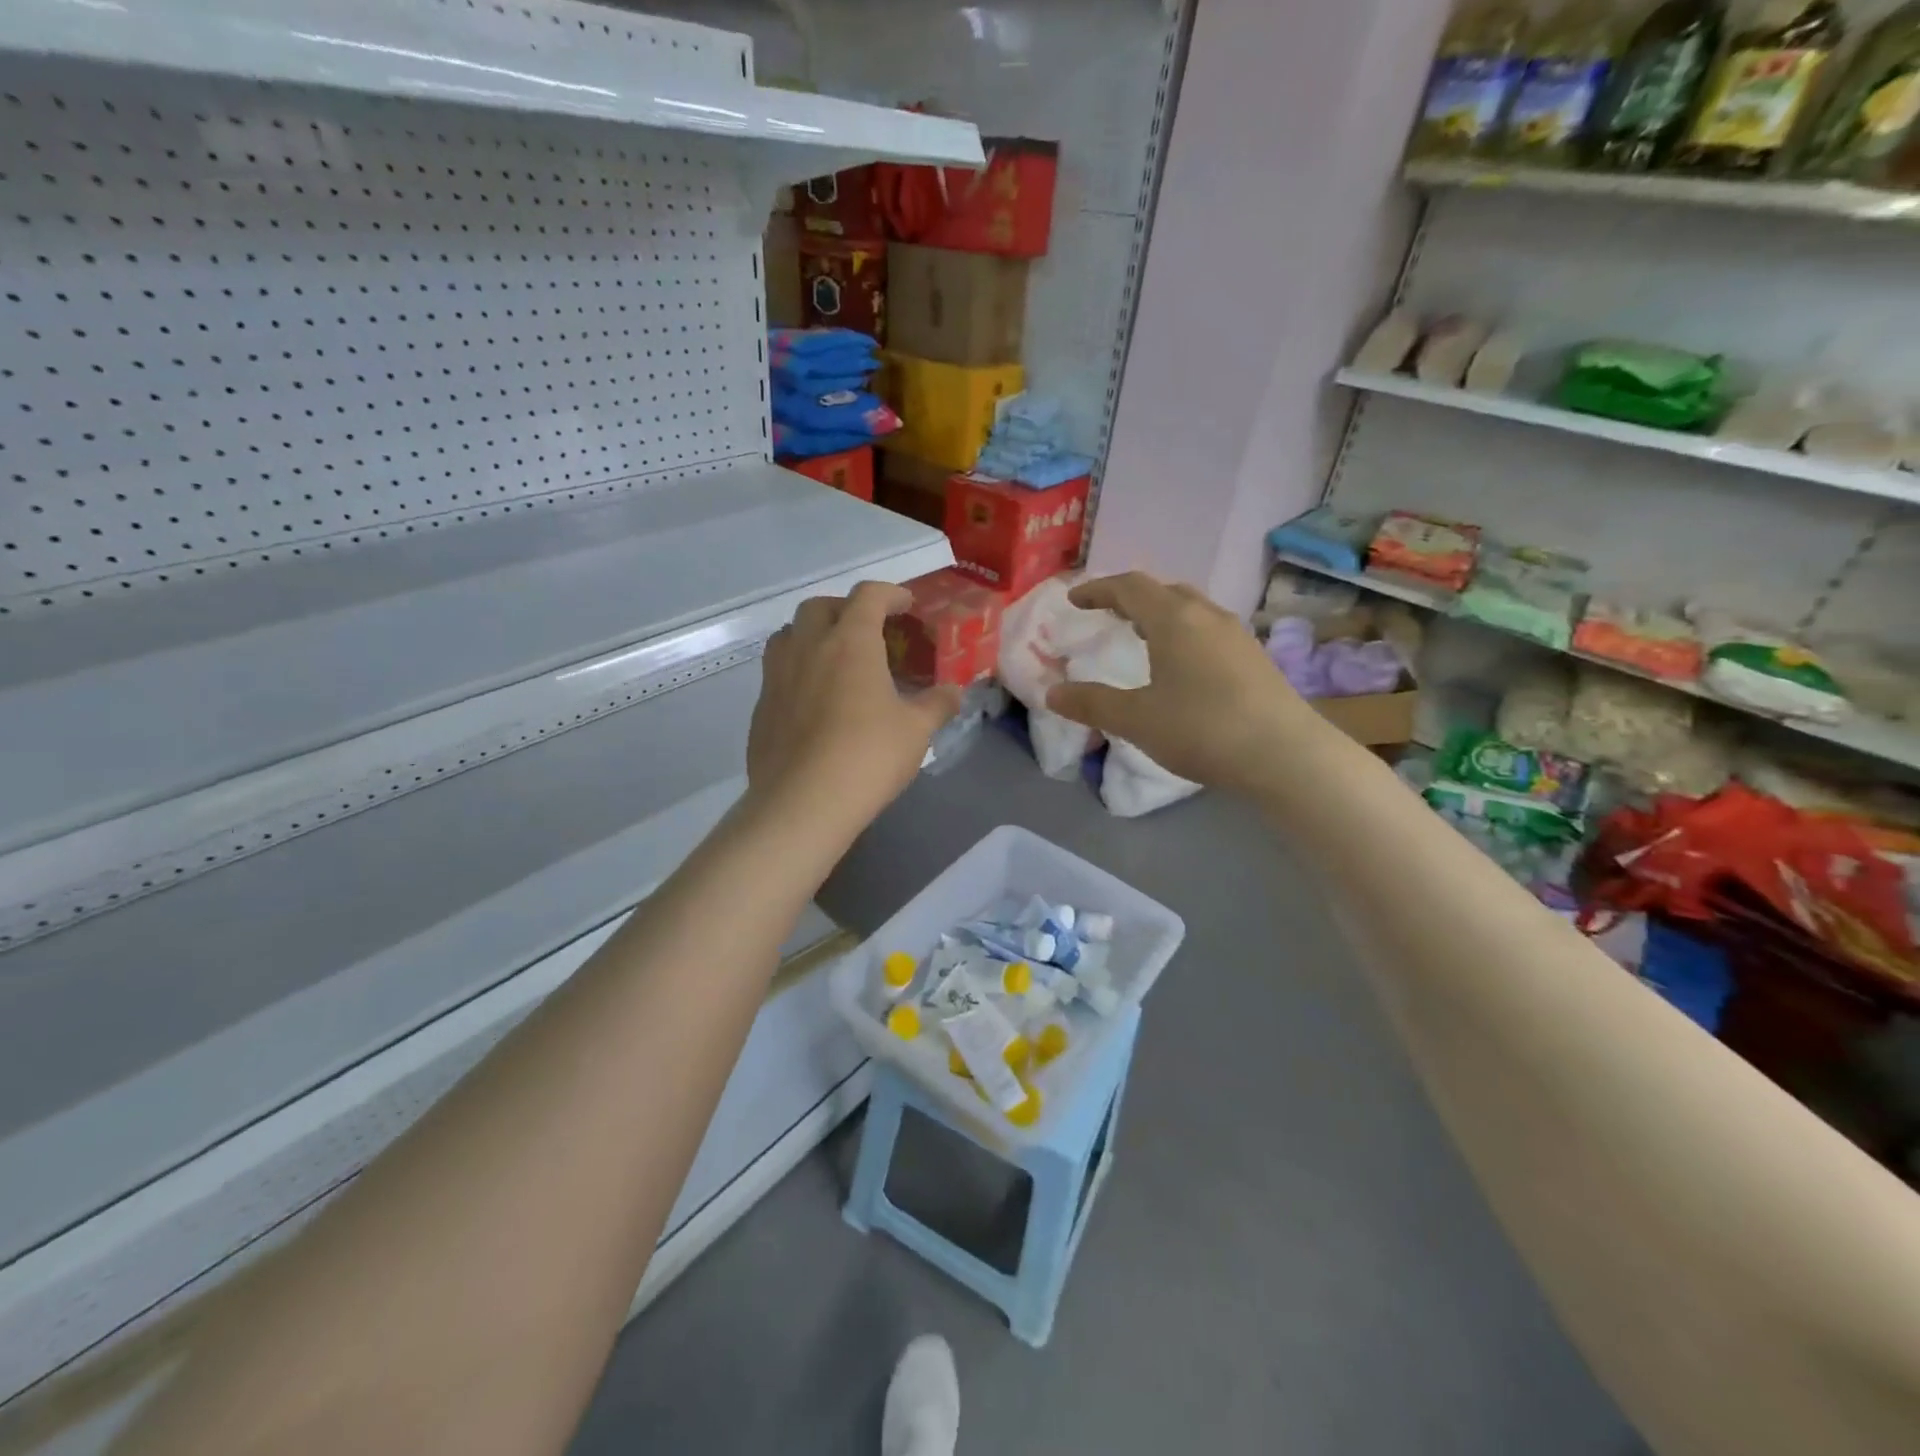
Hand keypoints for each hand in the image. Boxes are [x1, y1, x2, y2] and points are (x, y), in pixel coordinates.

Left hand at [748, 582, 961, 832]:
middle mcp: (808, 647)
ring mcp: (777, 676)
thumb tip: (955, 692)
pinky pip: (777, 672)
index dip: (890, 594)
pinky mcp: (761, 707)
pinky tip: (814, 702)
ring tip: (836, 659)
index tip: (906, 605)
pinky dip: (798, 671)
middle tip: (869, 631)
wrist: (802, 803)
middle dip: (846, 609)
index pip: (868, 596)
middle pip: (820, 606)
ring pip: (790, 635)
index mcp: (850, 642)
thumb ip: (937, 704)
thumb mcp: (916, 731)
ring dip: (813, 634)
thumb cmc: (867, 757)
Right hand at [1046, 572, 1312, 792]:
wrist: (1286, 755)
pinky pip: (1210, 630)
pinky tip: (1183, 665)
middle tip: (1108, 613)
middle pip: (1164, 591)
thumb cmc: (1202, 730)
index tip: (1075, 600)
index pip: (1130, 587)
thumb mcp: (1136, 720)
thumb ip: (1092, 703)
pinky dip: (1185, 633)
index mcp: (1174, 620)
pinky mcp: (1256, 659)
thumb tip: (1052, 693)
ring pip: (1192, 609)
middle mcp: (1207, 617)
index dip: (1098, 589)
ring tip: (1143, 635)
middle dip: (1131, 597)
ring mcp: (1237, 636)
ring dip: (1161, 613)